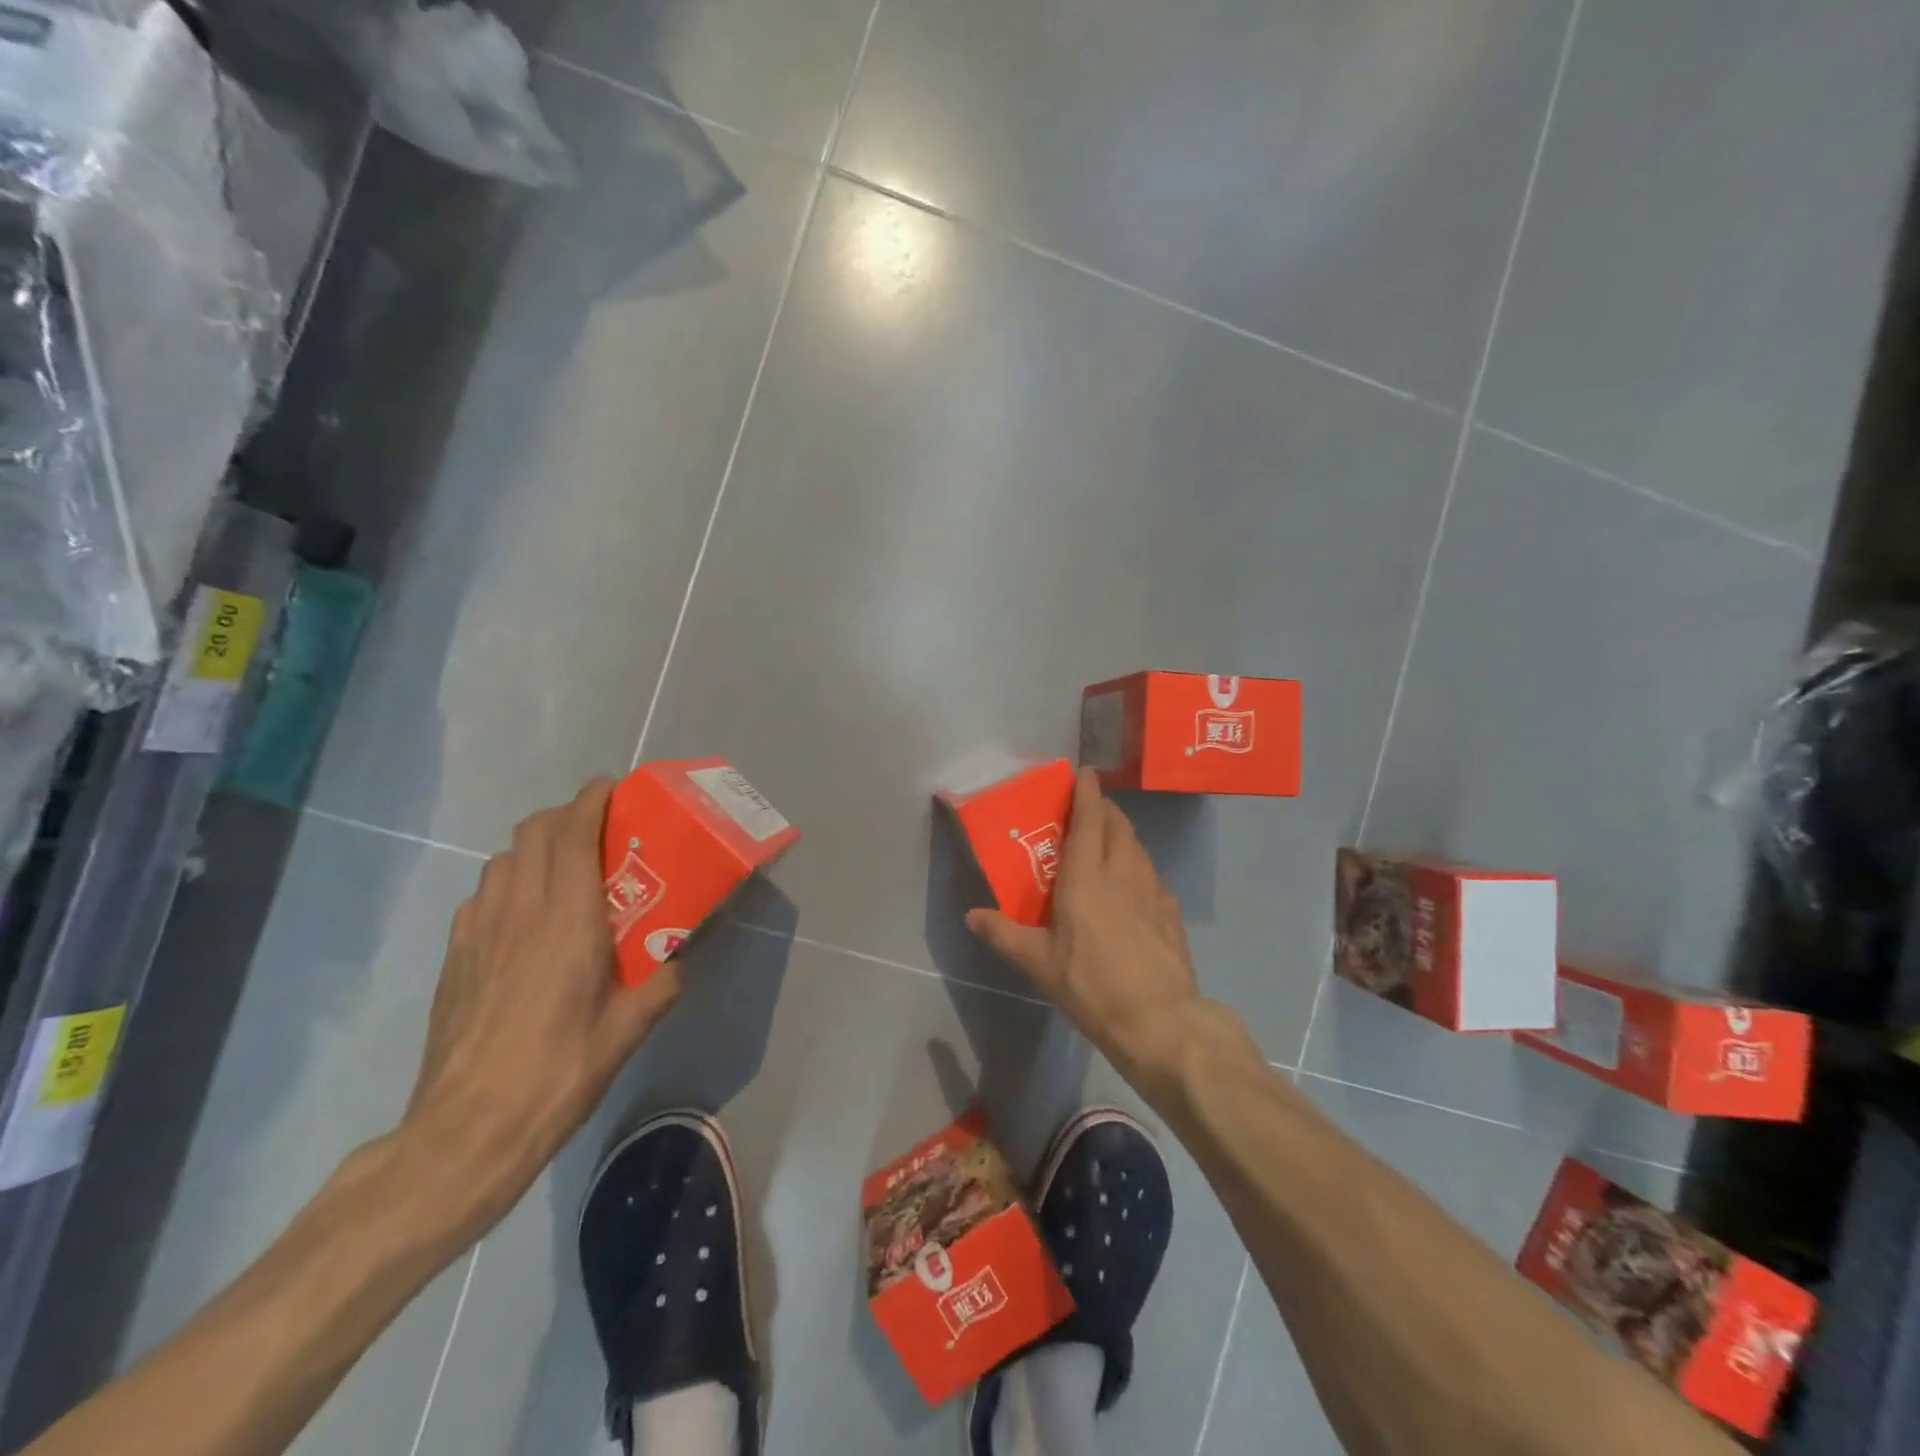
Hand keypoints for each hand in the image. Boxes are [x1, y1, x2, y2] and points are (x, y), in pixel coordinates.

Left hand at [401, 778, 680, 1238]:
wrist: (467, 1130)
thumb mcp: (629, 1029)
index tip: (615, 790)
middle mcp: (520, 910)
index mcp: (567, 919)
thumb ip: (662, 981)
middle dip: (567, 815)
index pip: (572, 832)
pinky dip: (510, 883)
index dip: (591, 799)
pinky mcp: (456, 955)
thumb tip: (679, 956)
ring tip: (567, 869)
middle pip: (534, 832)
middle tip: (601, 830)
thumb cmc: (559, 1073)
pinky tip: (526, 918)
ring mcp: (479, 930)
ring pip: (504, 858)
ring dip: (537, 847)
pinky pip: (484, 894)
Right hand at [966, 768, 1207, 1100]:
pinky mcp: (1171, 912)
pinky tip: (1132, 888)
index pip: (1089, 818)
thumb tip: (972, 915)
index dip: (1087, 792)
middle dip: (1104, 808)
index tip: (1083, 773)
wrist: (1160, 1020)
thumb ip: (1004, 934)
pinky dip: (1138, 865)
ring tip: (1106, 843)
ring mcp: (1153, 890)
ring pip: (1137, 846)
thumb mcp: (1039, 963)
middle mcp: (1123, 871)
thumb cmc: (1091, 984)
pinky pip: (1152, 874)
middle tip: (1087, 809)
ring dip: (1122, 834)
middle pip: (1118, 825)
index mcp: (1087, 875)